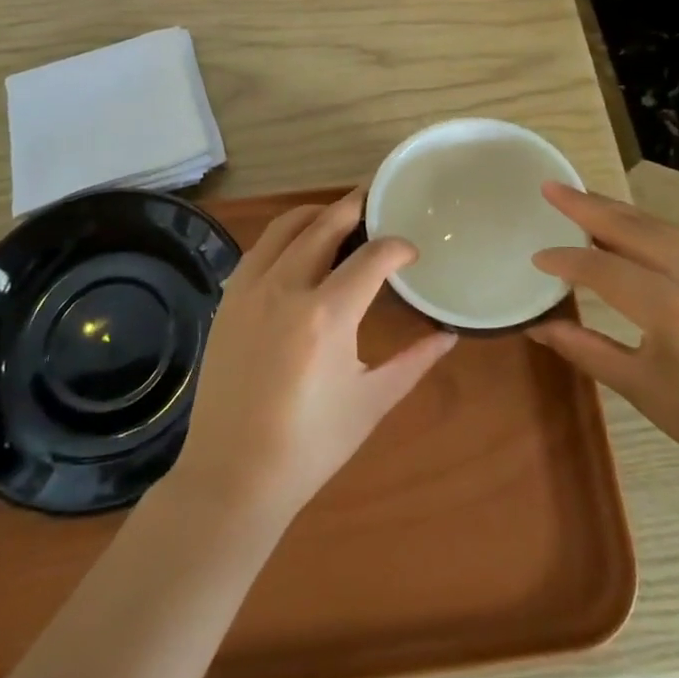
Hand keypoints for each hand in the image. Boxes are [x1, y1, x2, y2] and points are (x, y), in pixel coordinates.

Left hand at [168, 189, 456, 525]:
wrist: (233, 475)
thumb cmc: (311, 445)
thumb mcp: (372, 401)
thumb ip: (414, 361)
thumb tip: (449, 334)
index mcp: (327, 315)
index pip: (372, 257)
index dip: (398, 248)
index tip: (411, 254)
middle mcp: (286, 287)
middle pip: (325, 224)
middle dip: (356, 207)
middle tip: (377, 201)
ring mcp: (250, 289)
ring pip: (286, 226)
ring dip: (317, 213)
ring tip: (341, 216)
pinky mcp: (228, 300)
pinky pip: (260, 249)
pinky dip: (285, 236)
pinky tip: (299, 248)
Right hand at [527, 183, 678, 507]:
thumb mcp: (640, 388)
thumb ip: (585, 348)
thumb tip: (538, 328)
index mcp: (674, 311)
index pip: (604, 269)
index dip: (566, 260)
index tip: (536, 256)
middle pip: (634, 230)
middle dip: (588, 206)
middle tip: (551, 188)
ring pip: (660, 227)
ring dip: (618, 211)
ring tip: (581, 199)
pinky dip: (647, 227)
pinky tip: (627, 227)